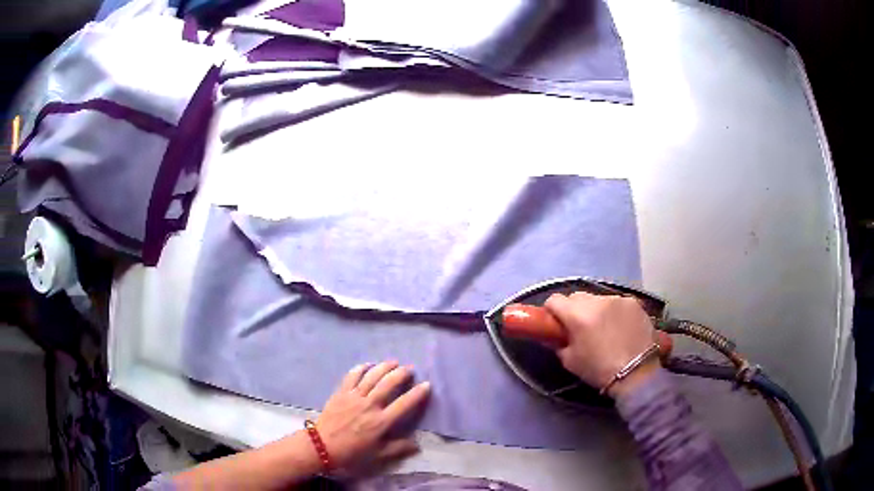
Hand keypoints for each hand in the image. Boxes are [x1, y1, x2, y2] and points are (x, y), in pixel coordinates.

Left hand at [314, 361, 430, 472]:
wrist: (321, 447)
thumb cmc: (351, 453)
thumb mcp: (378, 456)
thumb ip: (398, 448)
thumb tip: (417, 445)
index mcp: (381, 422)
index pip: (404, 404)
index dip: (417, 393)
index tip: (426, 385)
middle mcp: (369, 405)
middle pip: (388, 383)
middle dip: (401, 374)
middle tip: (409, 369)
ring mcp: (354, 397)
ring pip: (372, 376)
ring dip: (384, 367)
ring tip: (394, 362)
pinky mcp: (341, 393)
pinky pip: (352, 376)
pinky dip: (361, 368)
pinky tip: (368, 365)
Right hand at [545, 293, 658, 396]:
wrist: (638, 373)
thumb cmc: (599, 370)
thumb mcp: (570, 361)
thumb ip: (558, 344)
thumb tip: (552, 336)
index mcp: (577, 314)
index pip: (555, 300)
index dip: (551, 311)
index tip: (555, 323)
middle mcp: (597, 300)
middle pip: (576, 296)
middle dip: (573, 309)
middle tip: (578, 327)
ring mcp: (617, 299)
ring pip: (597, 298)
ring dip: (595, 309)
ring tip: (602, 328)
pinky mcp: (633, 302)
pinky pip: (616, 302)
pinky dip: (613, 311)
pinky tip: (619, 327)